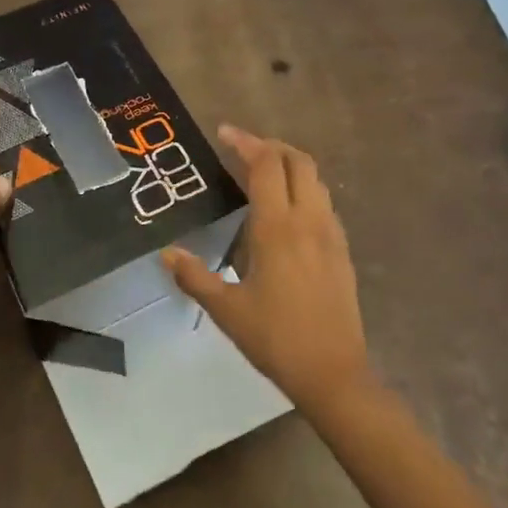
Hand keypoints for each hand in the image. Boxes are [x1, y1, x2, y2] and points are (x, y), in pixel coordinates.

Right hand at [162, 124, 369, 410]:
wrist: (334, 374)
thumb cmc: (276, 338)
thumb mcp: (226, 309)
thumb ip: (194, 275)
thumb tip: (166, 252)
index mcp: (277, 228)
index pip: (265, 165)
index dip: (245, 142)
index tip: (224, 132)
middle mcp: (307, 220)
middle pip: (297, 161)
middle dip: (270, 146)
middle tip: (242, 149)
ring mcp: (330, 234)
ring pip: (315, 179)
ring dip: (290, 164)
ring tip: (263, 172)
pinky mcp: (342, 250)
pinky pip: (324, 202)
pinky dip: (304, 188)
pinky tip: (287, 210)